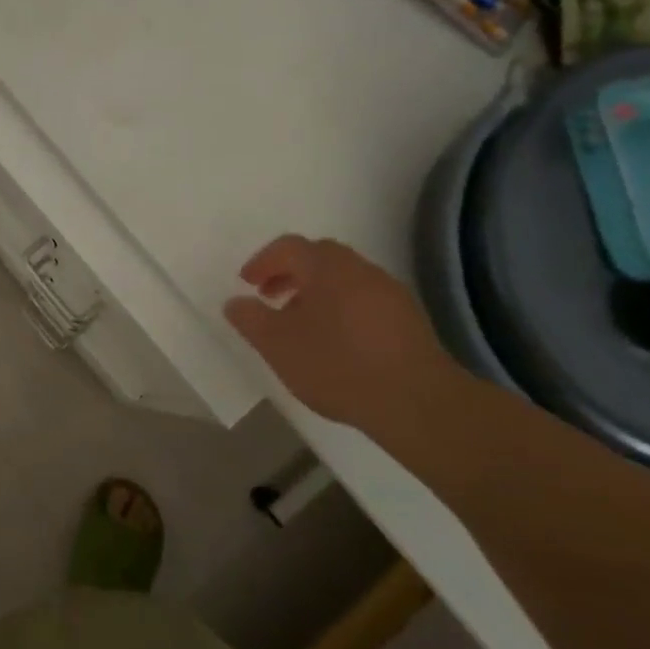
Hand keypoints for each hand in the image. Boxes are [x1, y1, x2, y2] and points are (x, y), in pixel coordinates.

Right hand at [223, 235, 453, 426]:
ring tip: (301, 324)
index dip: (263, 261)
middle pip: (319, 257)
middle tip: (271, 298)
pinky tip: (336, 341)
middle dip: (290, 273)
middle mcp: (360, 268)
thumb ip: (251, 320)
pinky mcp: (408, 318)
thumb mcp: (278, 346)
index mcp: (326, 267)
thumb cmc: (337, 365)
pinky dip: (341, 307)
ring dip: (316, 291)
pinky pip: (364, 299)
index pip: (288, 247)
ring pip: (343, 278)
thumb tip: (234, 302)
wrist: (415, 401)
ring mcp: (389, 291)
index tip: (247, 284)